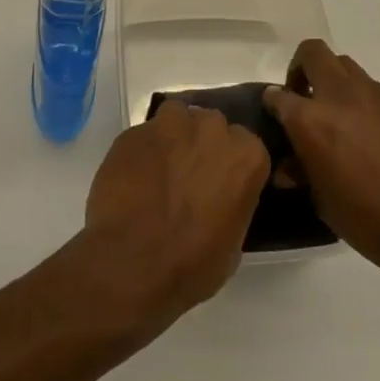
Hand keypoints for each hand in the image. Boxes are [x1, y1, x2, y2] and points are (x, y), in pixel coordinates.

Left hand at [80, 99, 270, 336]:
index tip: (220, 182)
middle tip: (189, 175)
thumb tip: (218, 200)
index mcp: (246, 155)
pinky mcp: (133, 132)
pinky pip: (143, 135)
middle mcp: (211, 129)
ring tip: (160, 168)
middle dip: (202, 143)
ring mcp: (169, 126)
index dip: (230, 163)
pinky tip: (133, 178)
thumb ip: (232, 204)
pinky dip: (141, 151)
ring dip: (172, 137)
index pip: (245, 145)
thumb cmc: (193, 263)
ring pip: (175, 117)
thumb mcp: (233, 242)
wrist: (133, 262)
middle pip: (210, 124)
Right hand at [264, 39, 379, 287]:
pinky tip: (369, 135)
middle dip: (301, 68)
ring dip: (334, 82)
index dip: (272, 103)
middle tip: (303, 98)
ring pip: (346, 66)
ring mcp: (376, 97)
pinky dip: (362, 101)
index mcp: (312, 120)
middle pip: (314, 53)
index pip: (279, 96)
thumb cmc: (369, 221)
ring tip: (337, 117)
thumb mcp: (322, 201)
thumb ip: (302, 173)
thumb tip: (288, 167)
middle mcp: (341, 96)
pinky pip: (373, 90)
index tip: (274, 115)